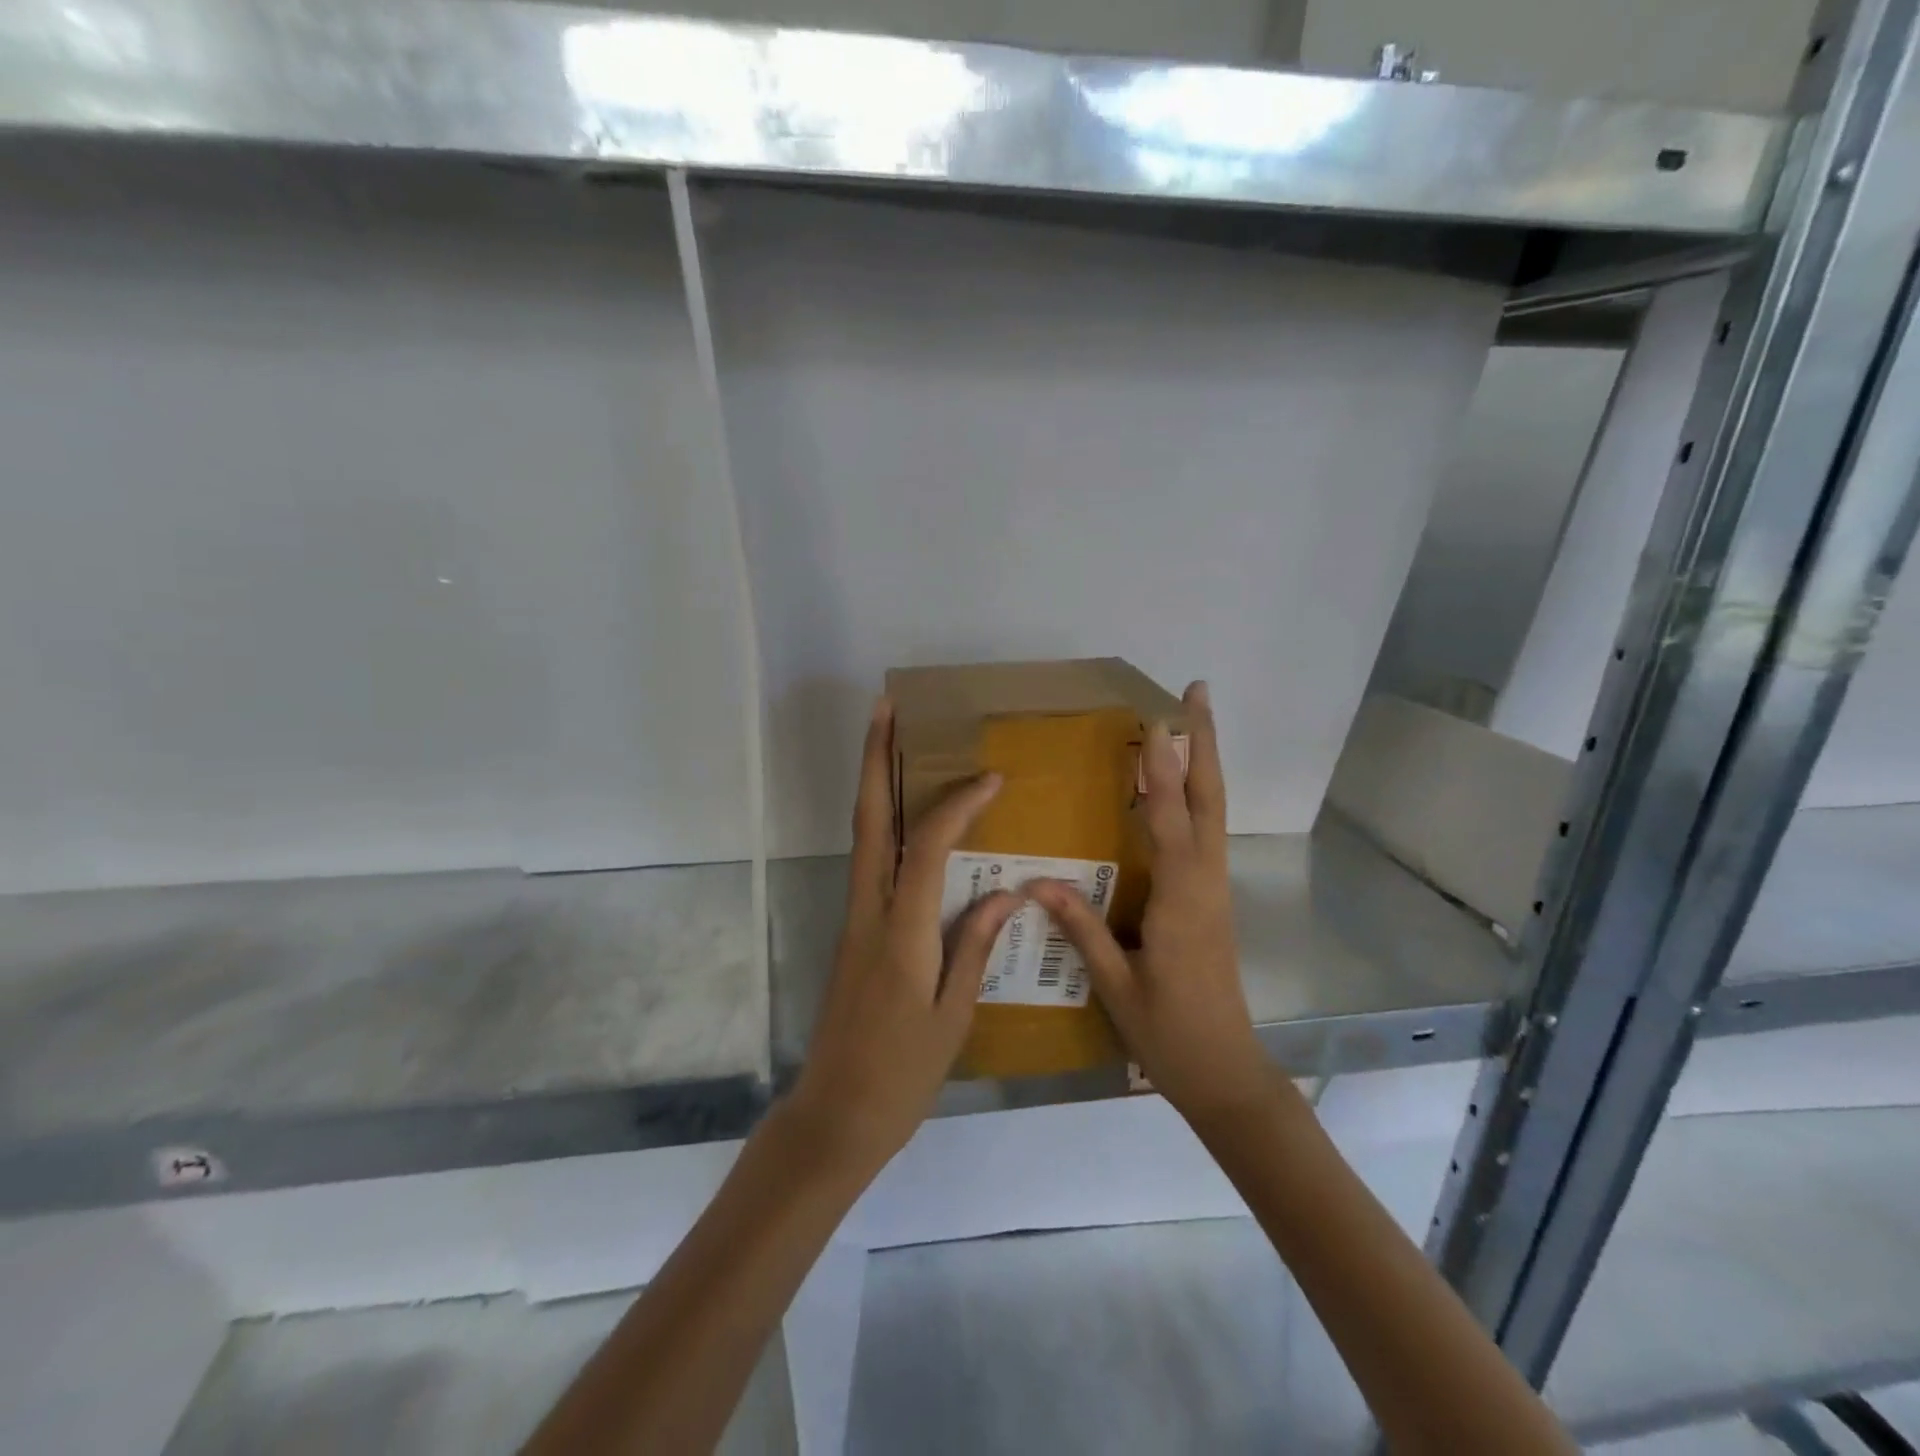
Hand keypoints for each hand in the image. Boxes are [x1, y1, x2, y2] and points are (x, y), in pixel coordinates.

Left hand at [789, 697, 1019, 1172]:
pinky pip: (869, 861)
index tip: (990, 778)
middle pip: (868, 820)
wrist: (835, 1114)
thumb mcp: (952, 1016)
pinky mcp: (852, 930)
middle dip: (875, 760)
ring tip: (893, 743)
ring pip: (862, 835)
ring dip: (874, 784)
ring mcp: (854, 917)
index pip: (927, 847)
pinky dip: (884, 824)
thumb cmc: (902, 1074)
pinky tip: (907, 819)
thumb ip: (974, 946)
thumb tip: (1007, 893)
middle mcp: (869, 911)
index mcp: (901, 932)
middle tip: (886, 709)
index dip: (957, 806)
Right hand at [1031, 682, 1273, 1126]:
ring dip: (1204, 763)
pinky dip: (1198, 797)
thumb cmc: (1169, 1033)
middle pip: (1209, 801)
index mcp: (1180, 901)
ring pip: (1214, 813)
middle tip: (1197, 694)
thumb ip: (1080, 929)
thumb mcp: (1116, 986)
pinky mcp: (1213, 899)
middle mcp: (1205, 883)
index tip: (1157, 721)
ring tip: (1190, 722)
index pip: (1169, 822)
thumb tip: (1035, 882)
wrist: (1227, 1072)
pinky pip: (1208, 834)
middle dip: (1203, 744)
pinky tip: (1181, 788)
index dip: (1162, 770)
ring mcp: (1215, 890)